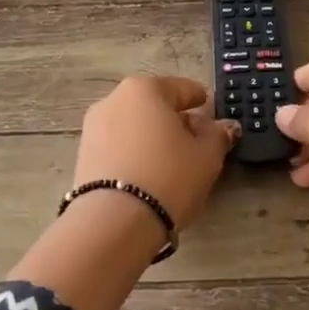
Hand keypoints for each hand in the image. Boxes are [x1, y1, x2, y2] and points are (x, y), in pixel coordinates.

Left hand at [73, 75, 240, 229]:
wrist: (114, 221)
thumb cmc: (169, 177)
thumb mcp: (207, 156)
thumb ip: (218, 135)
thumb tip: (224, 127)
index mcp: (145, 89)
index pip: (182, 88)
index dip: (200, 100)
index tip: (211, 109)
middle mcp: (113, 101)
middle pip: (154, 106)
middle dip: (175, 120)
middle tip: (196, 141)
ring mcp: (93, 129)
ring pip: (134, 127)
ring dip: (153, 138)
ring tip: (173, 163)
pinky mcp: (84, 157)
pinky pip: (119, 148)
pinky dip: (135, 155)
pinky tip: (149, 175)